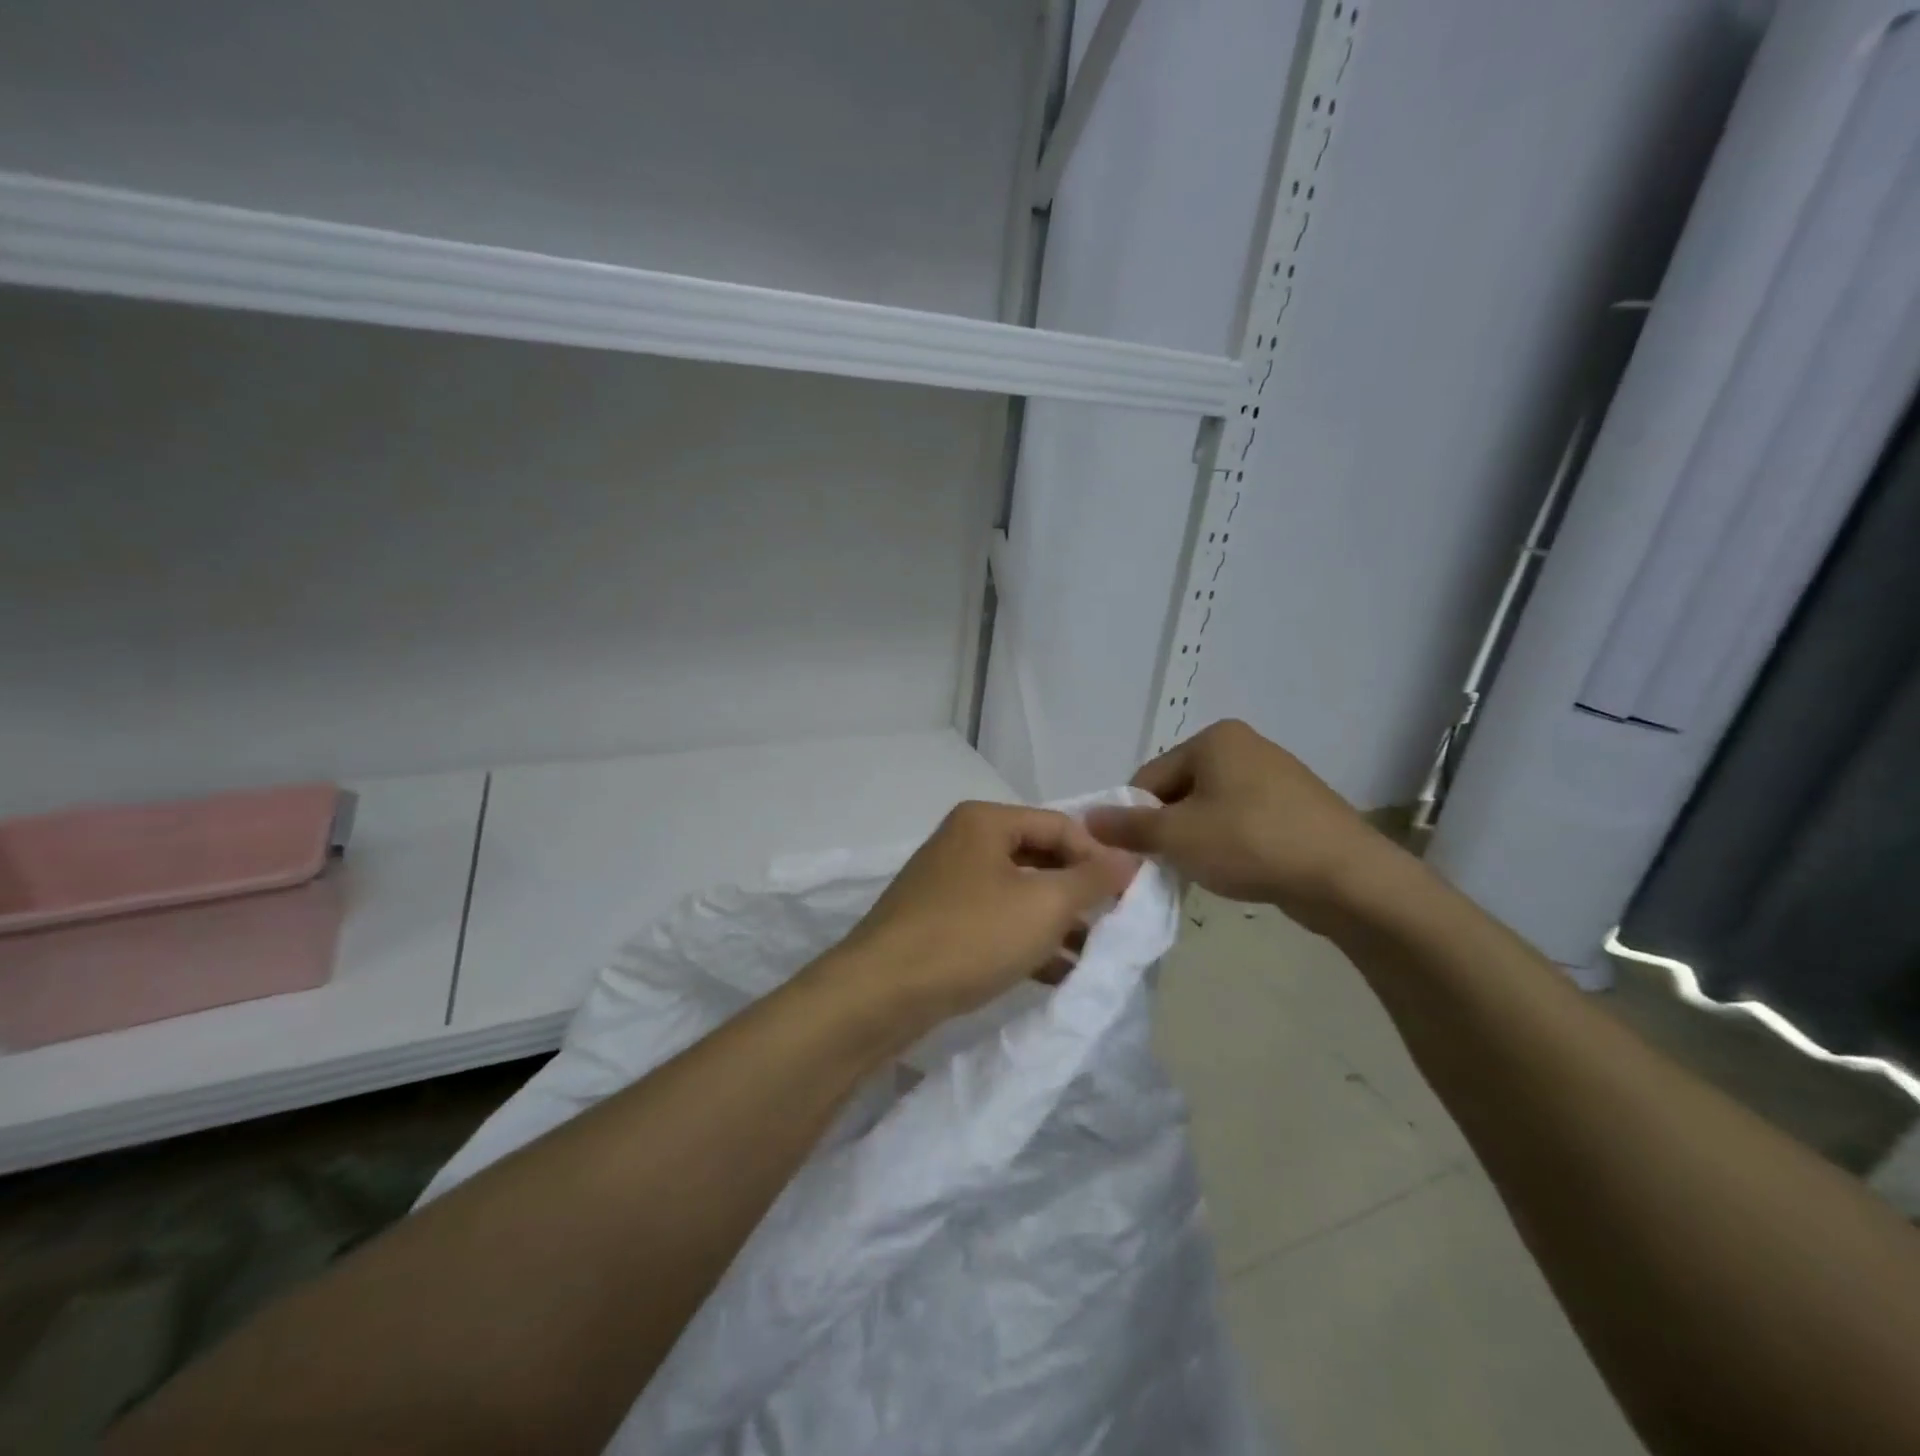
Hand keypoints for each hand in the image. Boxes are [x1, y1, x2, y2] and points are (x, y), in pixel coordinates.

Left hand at [831, 802, 1138, 1022]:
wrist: (880, 993)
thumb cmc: (970, 936)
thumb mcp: (1043, 905)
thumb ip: (1092, 879)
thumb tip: (1129, 859)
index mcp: (985, 821)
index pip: (1060, 825)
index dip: (1100, 857)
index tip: (1130, 896)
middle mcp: (964, 843)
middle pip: (1039, 858)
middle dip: (1079, 893)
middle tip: (1115, 925)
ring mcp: (948, 884)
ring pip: (1019, 895)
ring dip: (1058, 922)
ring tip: (1095, 955)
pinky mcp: (939, 923)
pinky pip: (997, 923)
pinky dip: (1028, 942)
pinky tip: (1059, 974)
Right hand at [1085, 719, 1401, 930]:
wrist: (1347, 877)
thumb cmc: (1251, 843)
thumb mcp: (1178, 836)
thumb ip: (1128, 826)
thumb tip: (1087, 819)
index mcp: (1215, 739)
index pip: (1150, 777)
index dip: (1136, 817)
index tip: (1139, 854)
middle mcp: (1245, 746)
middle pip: (1181, 791)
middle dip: (1169, 829)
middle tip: (1171, 866)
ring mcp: (1276, 775)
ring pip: (1212, 808)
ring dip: (1198, 839)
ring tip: (1207, 872)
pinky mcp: (1298, 806)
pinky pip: (1244, 821)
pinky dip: (1231, 843)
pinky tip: (1239, 870)